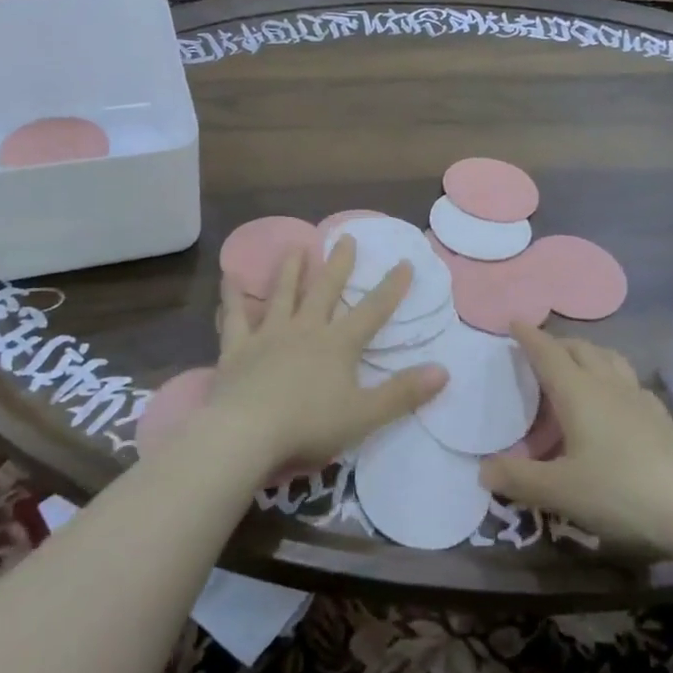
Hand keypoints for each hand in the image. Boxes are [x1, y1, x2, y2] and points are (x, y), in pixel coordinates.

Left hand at [211, 238, 446, 479]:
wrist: (247, 433)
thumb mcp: (365, 415)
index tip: (404, 262)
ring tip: (295, 246)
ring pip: (282, 294)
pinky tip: (228, 277)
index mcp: (338, 345)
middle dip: (339, 265)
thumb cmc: (309, 426)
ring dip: (290, 269)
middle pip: (325, 290)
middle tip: (345, 238)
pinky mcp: (237, 348)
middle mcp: (305, 330)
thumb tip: (444, 370)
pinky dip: (232, 296)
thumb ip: (403, 393)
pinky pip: (235, 317)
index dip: (391, 288)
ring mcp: (269, 335)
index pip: (372, 310)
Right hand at [480, 326, 672, 553]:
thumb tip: (483, 470)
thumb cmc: (623, 493)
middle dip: (558, 342)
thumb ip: (518, 479)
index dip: (529, 336)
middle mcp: (609, 386)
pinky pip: (630, 382)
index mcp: (579, 392)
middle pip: (581, 349)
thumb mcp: (560, 491)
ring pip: (610, 360)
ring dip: (588, 354)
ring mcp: (641, 400)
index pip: (548, 352)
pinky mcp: (663, 420)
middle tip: (540, 349)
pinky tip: (615, 402)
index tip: (513, 320)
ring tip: (576, 366)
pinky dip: (612, 378)